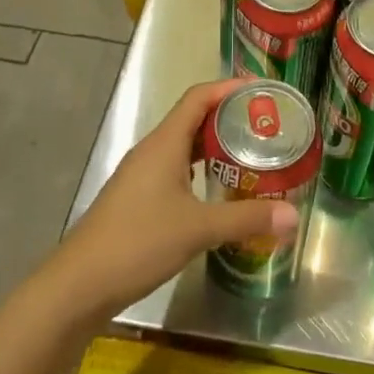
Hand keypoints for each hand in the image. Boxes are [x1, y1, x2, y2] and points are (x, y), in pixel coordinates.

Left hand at [47, 79, 300, 318]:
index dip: (229, 88)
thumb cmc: (138, 242)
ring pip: (183, 147)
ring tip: (249, 155)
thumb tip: (293, 216)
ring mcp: (141, 175)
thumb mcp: (198, 229)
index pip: (199, 97)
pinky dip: (200, 171)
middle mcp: (152, 150)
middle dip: (228, 117)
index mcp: (164, 143)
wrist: (79, 285)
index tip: (261, 90)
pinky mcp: (138, 199)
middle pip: (193, 119)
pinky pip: (175, 170)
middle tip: (265, 126)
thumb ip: (246, 219)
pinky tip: (218, 191)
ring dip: (214, 146)